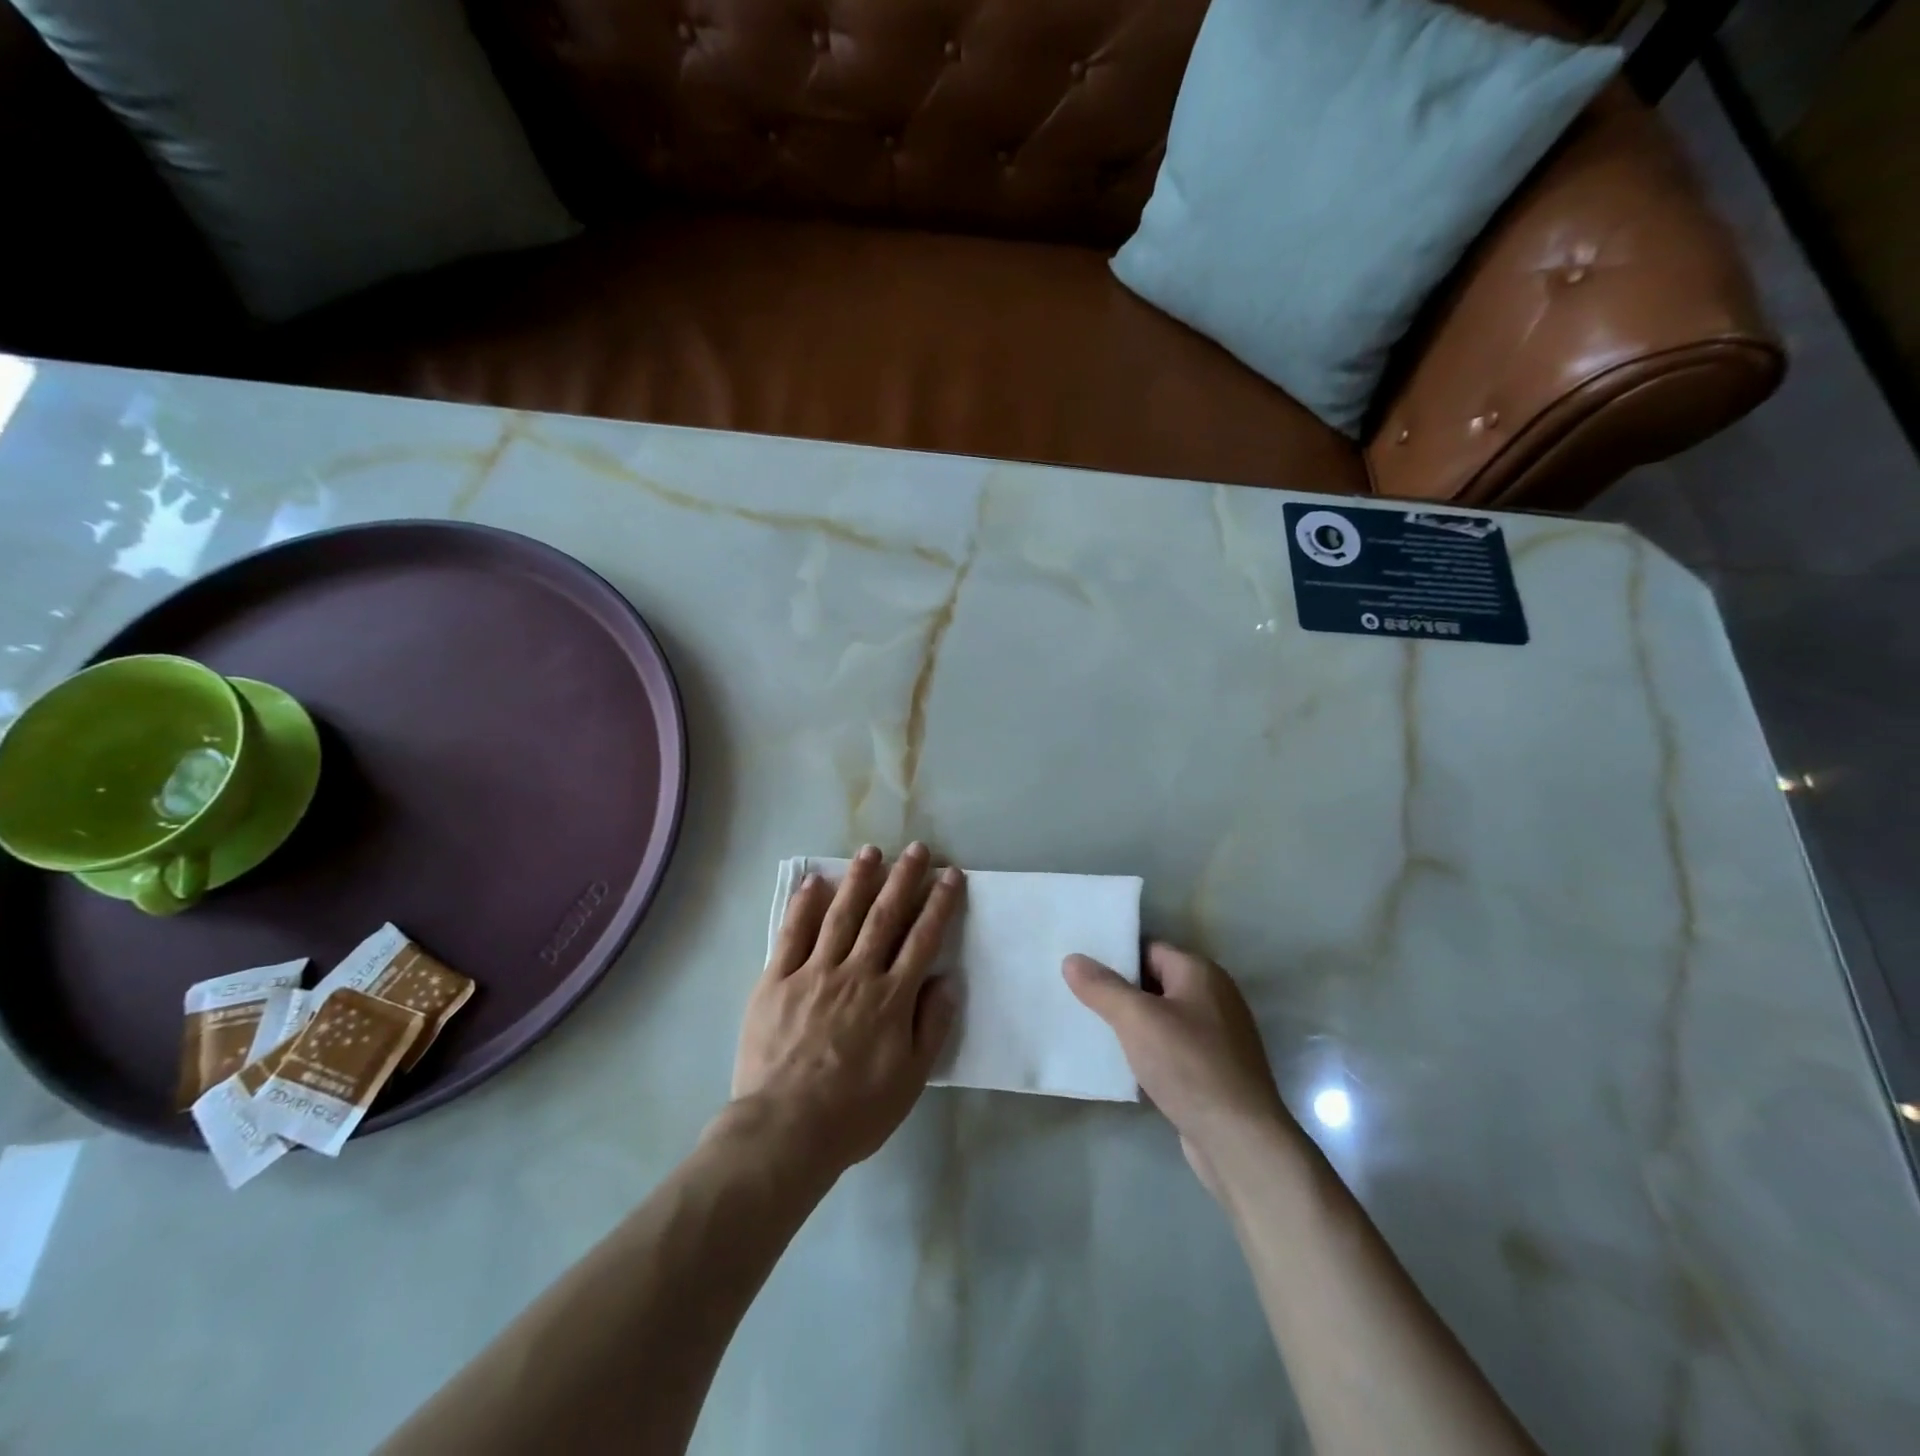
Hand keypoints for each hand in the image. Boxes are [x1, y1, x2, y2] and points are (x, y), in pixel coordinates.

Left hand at [732, 843, 963, 1175]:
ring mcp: (813, 973)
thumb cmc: (854, 1111)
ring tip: (871, 851)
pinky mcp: (776, 980)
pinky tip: (815, 882)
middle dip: (903, 879)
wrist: (784, 1130)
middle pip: (884, 916)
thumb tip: (948, 979)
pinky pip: (792, 934)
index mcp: (890, 997)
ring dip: (859, 880)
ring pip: (841, 915)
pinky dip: (804, 906)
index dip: (939, 904)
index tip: (950, 875)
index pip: (922, 939)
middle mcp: (856, 974)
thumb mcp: (910, 1079)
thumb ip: (931, 1026)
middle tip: (917, 849)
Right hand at [1064, 942, 1287, 1195]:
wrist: (1239, 1141)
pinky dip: (1147, 1050)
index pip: (1149, 948)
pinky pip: (1171, 1047)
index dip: (1114, 955)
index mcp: (1200, 973)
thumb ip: (1102, 987)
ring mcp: (1217, 1036)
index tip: (1079, 965)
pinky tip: (1121, 1062)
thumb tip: (1072, 959)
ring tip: (1090, 1027)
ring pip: (1161, 1017)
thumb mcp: (1137, 1019)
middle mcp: (1214, 997)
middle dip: (1119, 990)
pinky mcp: (1213, 1069)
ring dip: (1131, 1023)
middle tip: (1076, 995)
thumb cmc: (1189, 1066)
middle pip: (1155, 981)